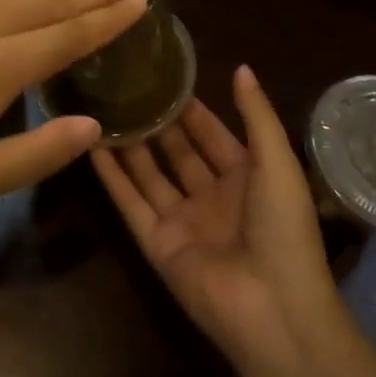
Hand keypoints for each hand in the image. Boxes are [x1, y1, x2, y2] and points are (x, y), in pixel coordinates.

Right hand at [93, 65, 343, 370]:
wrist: (274, 310)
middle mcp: (211, 197)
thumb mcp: (277, 162)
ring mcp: (182, 221)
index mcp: (245, 178)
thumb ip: (256, 115)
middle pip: (177, 152)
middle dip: (156, 122)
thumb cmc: (283, 228)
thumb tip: (241, 66)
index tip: (163, 75)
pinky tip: (92, 146)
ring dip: (129, 144)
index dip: (191, 108)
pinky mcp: (156, 244)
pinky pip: (130, 203)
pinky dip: (111, 178)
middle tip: (125, 85)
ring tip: (104, 106)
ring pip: (149, 174)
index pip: (212, 134)